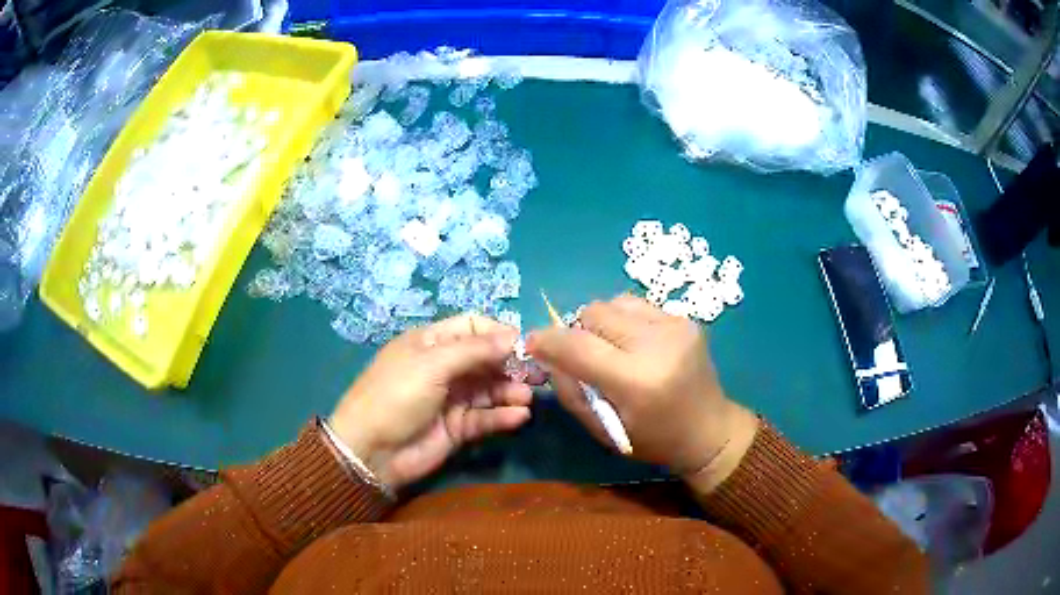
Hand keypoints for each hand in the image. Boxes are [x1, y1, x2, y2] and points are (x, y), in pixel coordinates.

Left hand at [329, 314, 531, 489]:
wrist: (371, 451)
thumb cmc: (396, 396)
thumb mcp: (431, 365)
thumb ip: (474, 350)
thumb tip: (513, 335)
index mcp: (431, 343)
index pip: (472, 327)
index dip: (498, 333)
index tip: (524, 344)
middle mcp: (443, 367)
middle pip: (485, 359)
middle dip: (511, 364)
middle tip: (538, 373)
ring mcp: (451, 399)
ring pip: (489, 389)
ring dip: (509, 391)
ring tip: (525, 397)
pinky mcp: (457, 428)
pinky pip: (485, 417)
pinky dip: (502, 416)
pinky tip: (518, 416)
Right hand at [527, 295, 757, 490]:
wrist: (709, 429)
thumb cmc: (652, 440)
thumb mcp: (602, 429)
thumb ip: (570, 390)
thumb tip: (546, 355)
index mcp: (636, 381)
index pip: (578, 346)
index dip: (546, 340)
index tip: (531, 344)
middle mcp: (658, 344)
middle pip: (593, 313)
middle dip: (577, 331)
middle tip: (582, 356)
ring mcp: (675, 325)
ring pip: (614, 302)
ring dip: (601, 323)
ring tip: (611, 348)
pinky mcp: (685, 318)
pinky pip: (637, 305)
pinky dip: (624, 321)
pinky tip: (634, 344)